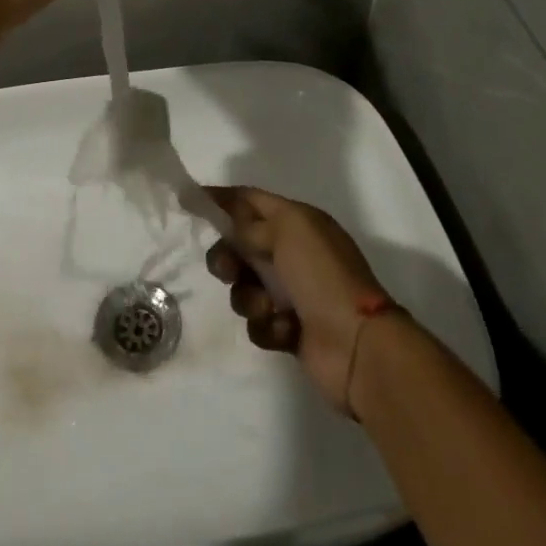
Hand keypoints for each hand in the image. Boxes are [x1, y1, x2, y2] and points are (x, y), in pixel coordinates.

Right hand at [204, 186, 389, 413]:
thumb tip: (223, 214)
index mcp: (298, 222)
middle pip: (241, 245)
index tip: (187, 202)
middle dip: (227, 257)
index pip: (251, 200)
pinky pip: (258, 321)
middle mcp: (293, 253)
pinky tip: (283, 330)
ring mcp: (291, 292)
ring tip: (266, 308)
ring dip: (248, 297)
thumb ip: (248, 222)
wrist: (358, 346)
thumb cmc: (322, 276)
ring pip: (244, 286)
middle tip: (227, 269)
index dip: (221, 199)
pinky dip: (266, 325)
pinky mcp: (288, 328)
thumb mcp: (287, 232)